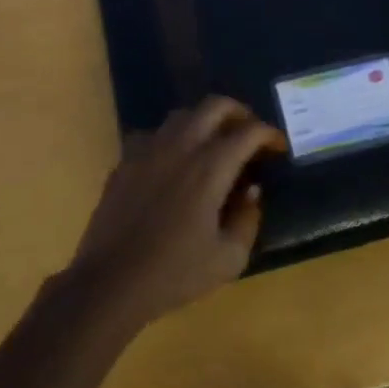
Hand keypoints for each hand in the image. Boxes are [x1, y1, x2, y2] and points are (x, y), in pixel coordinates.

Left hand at [68, 98, 284, 325]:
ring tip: (213, 143)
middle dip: (239, 112)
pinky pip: (153, 134)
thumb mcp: (228, 259)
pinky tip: (173, 161)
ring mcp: (148, 150)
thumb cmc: (175, 273)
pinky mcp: (125, 161)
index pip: (248, 132)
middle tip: (249, 132)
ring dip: (204, 121)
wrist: (110, 282)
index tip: (278, 147)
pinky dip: (171, 139)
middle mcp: (181, 147)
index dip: (269, 134)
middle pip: (215, 106)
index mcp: (210, 167)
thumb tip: (251, 192)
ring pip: (182, 115)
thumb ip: (248, 220)